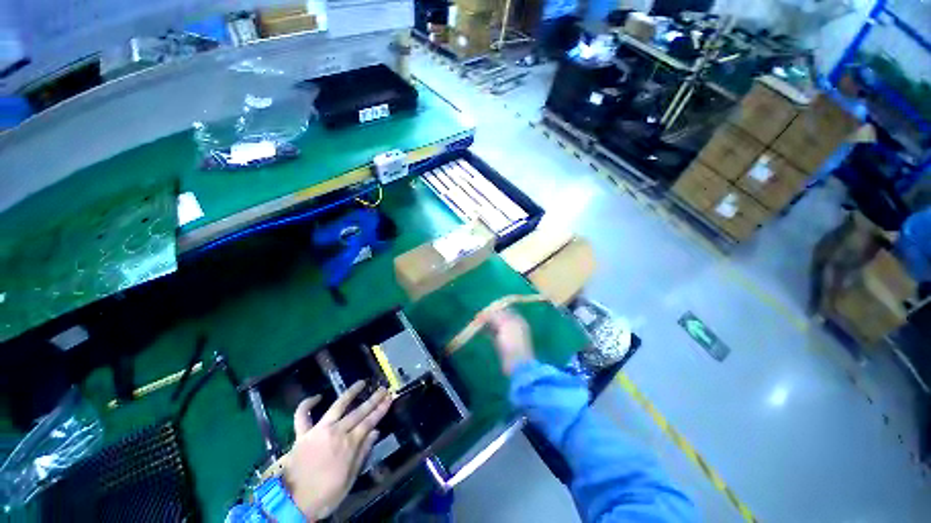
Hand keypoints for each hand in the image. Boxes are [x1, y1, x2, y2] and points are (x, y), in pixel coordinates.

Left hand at [283, 382, 391, 519]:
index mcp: (349, 444)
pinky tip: (317, 397)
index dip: (380, 409)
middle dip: (373, 399)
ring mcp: (318, 431)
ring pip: (337, 406)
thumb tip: (375, 432)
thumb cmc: (326, 495)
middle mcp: (336, 432)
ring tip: (361, 383)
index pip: (369, 421)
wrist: (293, 504)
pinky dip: (307, 405)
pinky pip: (302, 416)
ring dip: (351, 393)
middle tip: (383, 388)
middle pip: (358, 412)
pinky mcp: (302, 434)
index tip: (389, 398)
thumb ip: (362, 453)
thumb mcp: (349, 479)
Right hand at [484, 309, 534, 375]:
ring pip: (495, 325)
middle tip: (478, 316)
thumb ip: (496, 316)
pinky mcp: (502, 344)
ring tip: (477, 323)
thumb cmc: (513, 343)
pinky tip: (480, 331)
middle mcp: (513, 326)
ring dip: (487, 323)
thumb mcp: (505, 325)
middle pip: (499, 317)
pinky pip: (493, 334)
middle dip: (489, 316)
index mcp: (517, 320)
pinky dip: (487, 331)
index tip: (484, 310)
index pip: (505, 310)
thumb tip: (486, 311)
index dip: (494, 309)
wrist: (517, 365)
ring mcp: (508, 335)